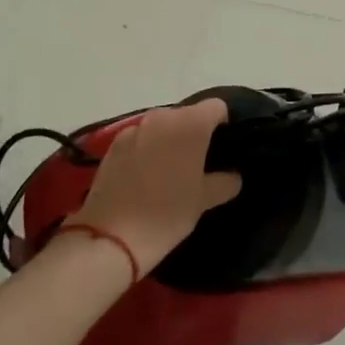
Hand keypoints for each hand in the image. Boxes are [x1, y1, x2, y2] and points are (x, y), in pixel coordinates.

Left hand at [67, 100, 240, 272]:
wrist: (111, 236)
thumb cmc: (167, 214)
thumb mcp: (203, 200)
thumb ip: (224, 182)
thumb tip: (233, 176)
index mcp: (191, 124)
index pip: (216, 107)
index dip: (222, 123)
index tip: (222, 147)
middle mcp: (162, 117)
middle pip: (187, 114)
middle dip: (194, 132)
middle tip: (198, 163)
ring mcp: (135, 128)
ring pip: (162, 125)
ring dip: (169, 140)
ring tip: (170, 170)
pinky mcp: (114, 144)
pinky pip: (140, 138)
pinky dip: (147, 148)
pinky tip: (145, 175)